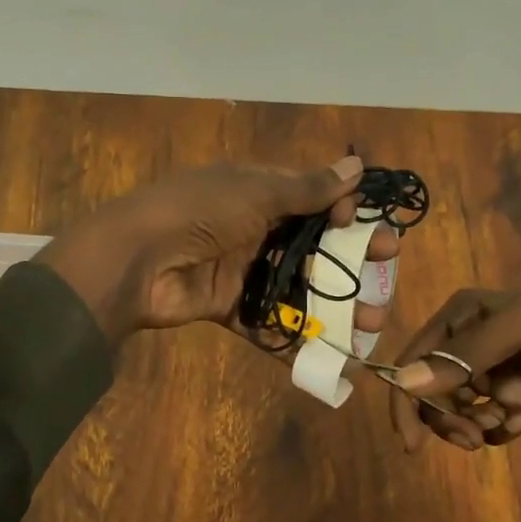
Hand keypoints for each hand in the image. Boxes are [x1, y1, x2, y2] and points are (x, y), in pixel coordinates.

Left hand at [38, 155, 402, 343]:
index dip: (344, 215)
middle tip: (385, 281)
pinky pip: (266, 323)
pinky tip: (329, 356)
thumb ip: (306, 188)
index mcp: (256, 193)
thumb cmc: (198, 213)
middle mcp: (251, 229)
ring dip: (332, 307)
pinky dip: (293, 340)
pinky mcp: (226, 307)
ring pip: (295, 289)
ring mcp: (239, 270)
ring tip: (369, 325)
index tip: (371, 231)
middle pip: (310, 248)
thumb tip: (356, 166)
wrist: (135, 261)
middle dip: (350, 265)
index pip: (312, 201)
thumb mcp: (254, 193)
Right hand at [386, 290, 520, 451]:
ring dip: (471, 425)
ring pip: (458, 409)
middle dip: (444, 418)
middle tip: (469, 438)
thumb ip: (465, 354)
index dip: (406, 398)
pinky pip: (489, 421)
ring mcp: (496, 370)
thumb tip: (405, 384)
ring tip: (500, 429)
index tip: (410, 441)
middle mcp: (472, 340)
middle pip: (432, 389)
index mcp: (464, 314)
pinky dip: (499, 429)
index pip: (415, 358)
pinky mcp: (519, 397)